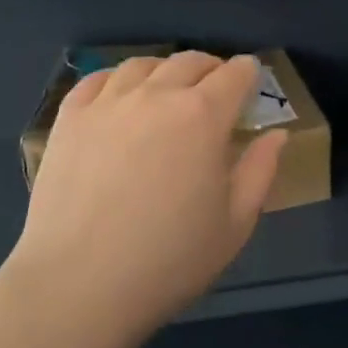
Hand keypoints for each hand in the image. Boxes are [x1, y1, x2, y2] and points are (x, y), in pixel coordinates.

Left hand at [0, 52, 285, 347]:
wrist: (78, 285)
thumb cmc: (169, 260)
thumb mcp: (235, 224)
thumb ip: (260, 171)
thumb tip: (277, 135)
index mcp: (203, 116)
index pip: (234, 74)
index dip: (248, 73)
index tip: (251, 82)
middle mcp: (157, 95)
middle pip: (189, 61)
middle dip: (211, 69)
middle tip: (215, 90)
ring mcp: (108, 103)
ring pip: (143, 65)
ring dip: (165, 71)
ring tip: (167, 91)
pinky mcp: (70, 118)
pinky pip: (97, 79)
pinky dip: (118, 79)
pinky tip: (120, 98)